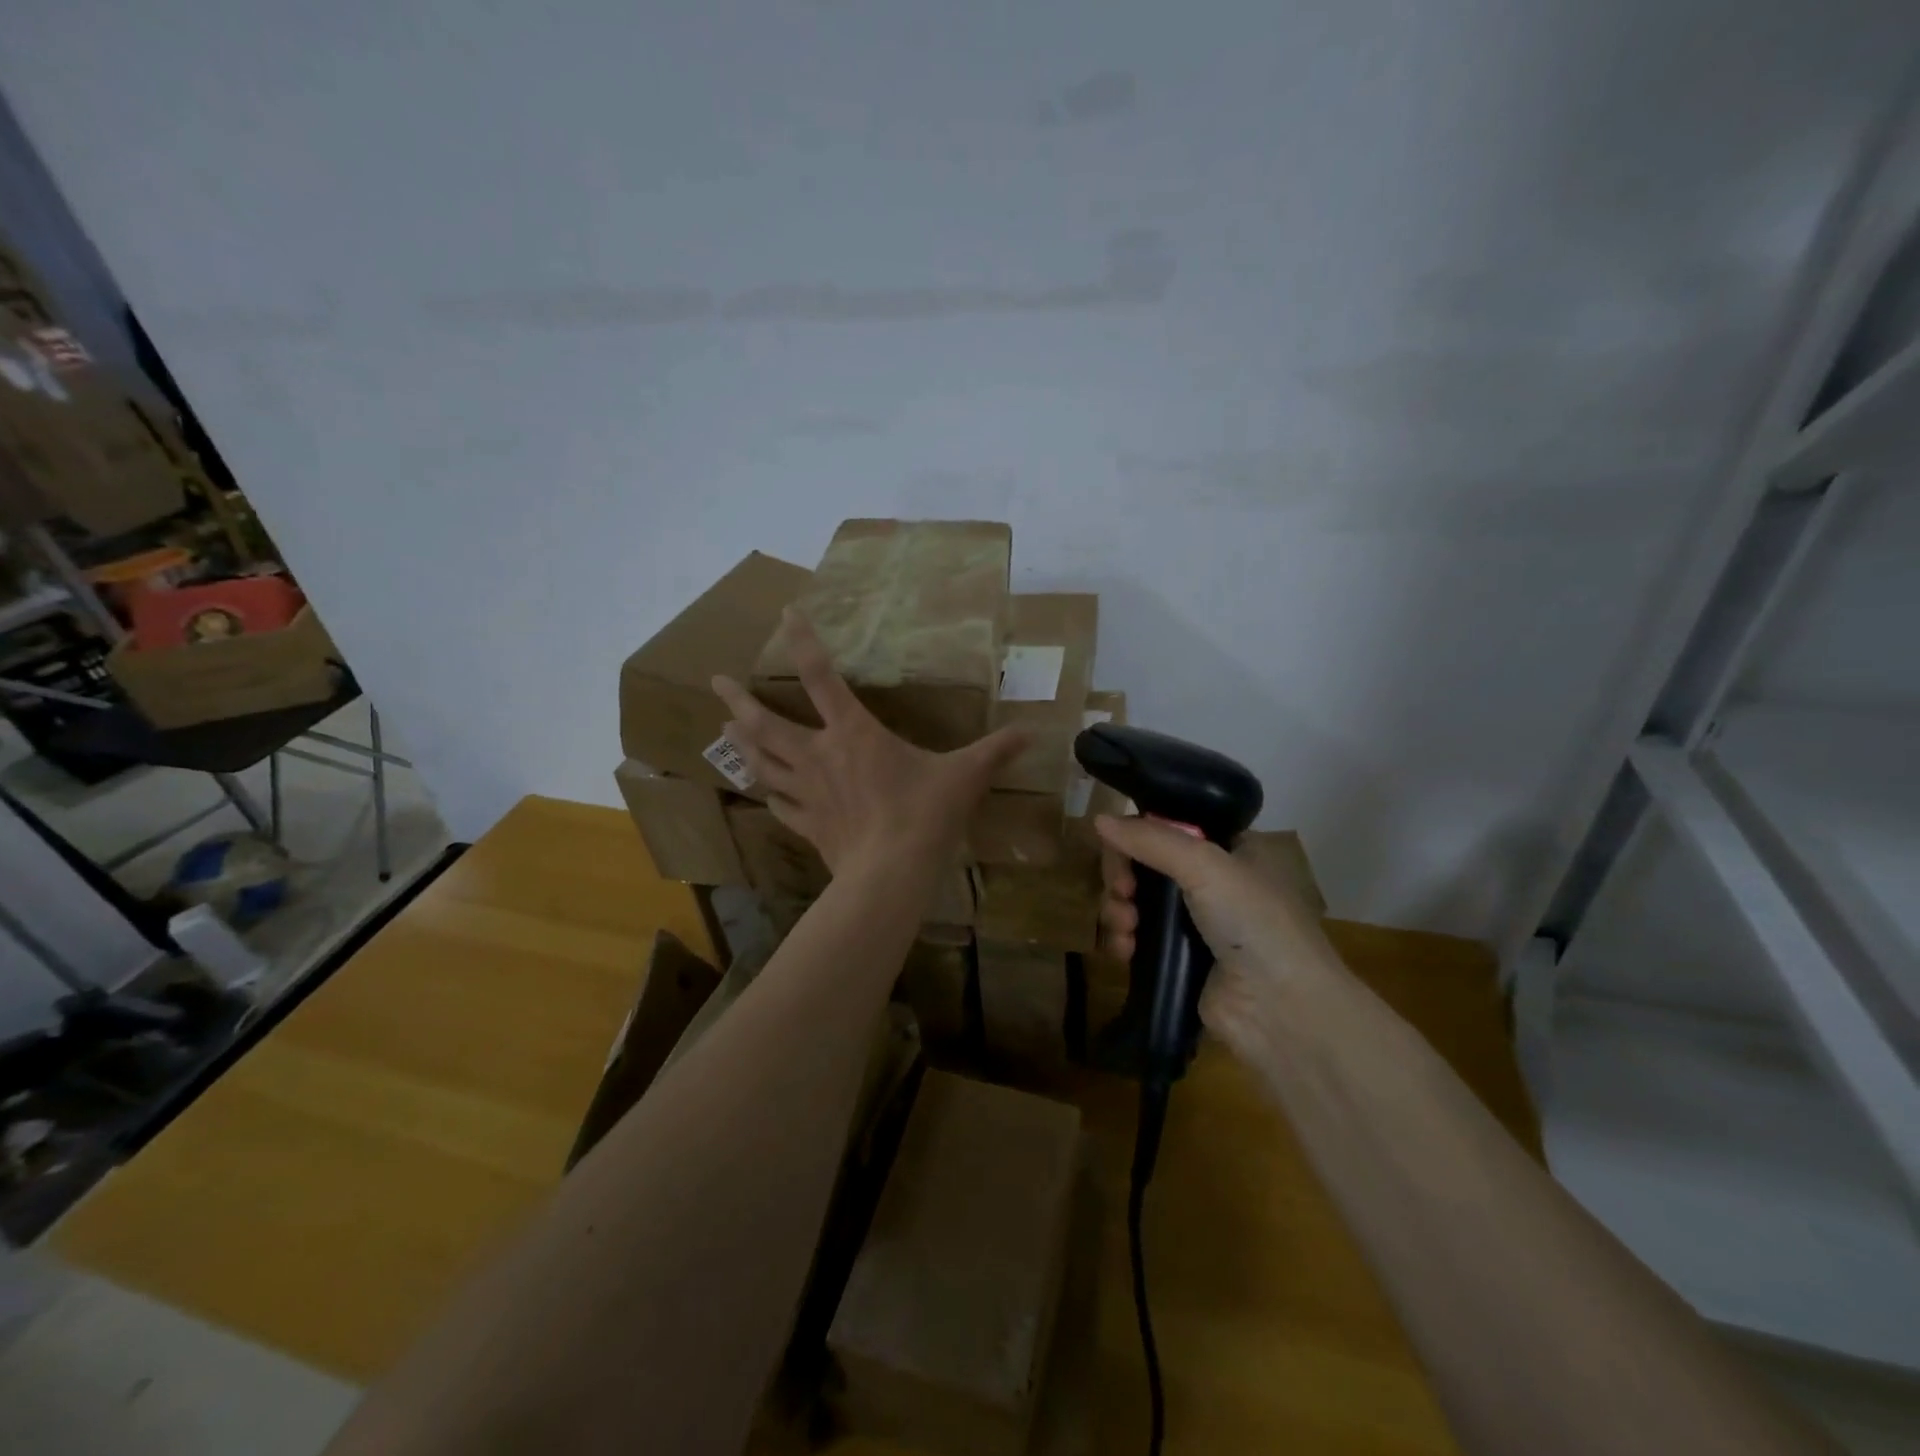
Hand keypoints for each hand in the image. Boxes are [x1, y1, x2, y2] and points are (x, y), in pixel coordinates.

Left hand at [712, 609, 1024, 875]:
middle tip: (716, 683)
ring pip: (763, 762)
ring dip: (742, 744)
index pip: (822, 677)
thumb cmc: (925, 814)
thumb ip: (995, 751)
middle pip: (768, 723)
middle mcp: (821, 756)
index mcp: (854, 734)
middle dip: (739, 700)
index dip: (802, 642)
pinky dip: (770, 796)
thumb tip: (1033, 732)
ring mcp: (808, 793)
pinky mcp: (808, 825)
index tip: (785, 614)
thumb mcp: (965, 776)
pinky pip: (781, 806)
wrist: (891, 874)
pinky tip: (764, 793)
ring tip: (723, 728)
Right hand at [1096, 815, 1336, 1061]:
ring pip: (1135, 901)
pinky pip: (1135, 938)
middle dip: (1123, 876)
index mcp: (1229, 850)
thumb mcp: (1206, 866)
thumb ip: (1150, 839)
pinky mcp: (1177, 960)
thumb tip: (1098, 819)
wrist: (1282, 1009)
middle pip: (1145, 863)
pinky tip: (1124, 951)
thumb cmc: (1253, 922)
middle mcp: (1211, 881)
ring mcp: (1194, 923)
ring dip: (1118, 910)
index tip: (1123, 852)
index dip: (1138, 836)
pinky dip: (1122, 940)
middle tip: (1123, 892)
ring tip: (1126, 928)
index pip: (1169, 827)